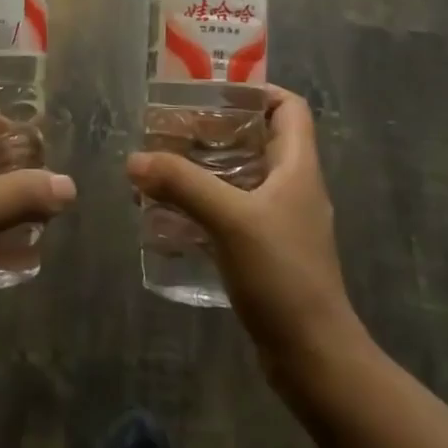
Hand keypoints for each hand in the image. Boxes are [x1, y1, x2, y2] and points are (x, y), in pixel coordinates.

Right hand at [128, 85, 358, 374]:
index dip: (257, 90)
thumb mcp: (230, 220)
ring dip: (204, 170)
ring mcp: (280, 222)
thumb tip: (135, 160)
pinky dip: (203, 206)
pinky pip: (231, 213)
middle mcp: (292, 187)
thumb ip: (182, 184)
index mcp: (297, 167)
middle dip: (216, 130)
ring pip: (241, 178)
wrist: (313, 356)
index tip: (213, 91)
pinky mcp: (266, 252)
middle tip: (172, 128)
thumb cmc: (282, 275)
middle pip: (258, 139)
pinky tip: (170, 216)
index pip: (290, 107)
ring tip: (162, 168)